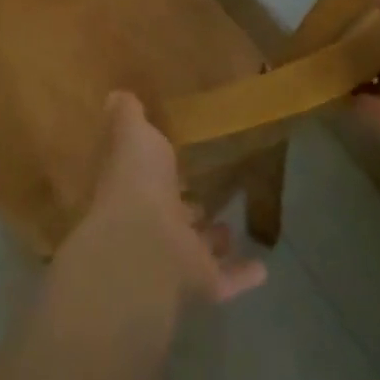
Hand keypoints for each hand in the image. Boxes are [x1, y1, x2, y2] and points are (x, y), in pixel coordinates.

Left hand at [63, 92, 266, 307]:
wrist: (144, 246)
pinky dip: (241, 275)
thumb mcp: (132, 133)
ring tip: (229, 228)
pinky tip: (263, 267)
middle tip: (203, 196)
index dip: (158, 170)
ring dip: (209, 240)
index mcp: (133, 187)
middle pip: (170, 215)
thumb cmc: (137, 182)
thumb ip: (127, 115)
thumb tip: (115, 95)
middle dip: (184, 206)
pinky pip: (225, 280)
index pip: (144, 177)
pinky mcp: (199, 284)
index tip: (175, 159)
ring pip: (194, 248)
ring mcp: (174, 258)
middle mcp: (149, 224)